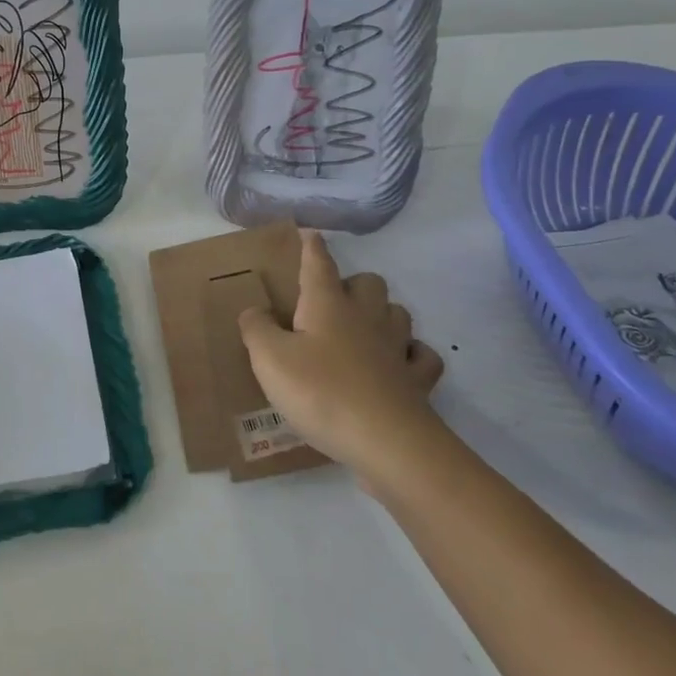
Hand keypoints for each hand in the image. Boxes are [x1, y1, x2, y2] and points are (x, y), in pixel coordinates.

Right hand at [238, 231, 443, 494]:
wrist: (383, 440)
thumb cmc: (319, 392)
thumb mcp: (269, 359)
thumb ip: (256, 329)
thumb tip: (254, 310)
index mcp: (327, 305)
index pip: (319, 264)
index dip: (313, 248)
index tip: (311, 234)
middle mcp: (366, 316)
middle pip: (368, 282)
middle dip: (352, 284)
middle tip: (331, 304)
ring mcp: (397, 347)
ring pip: (398, 313)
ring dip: (382, 315)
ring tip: (363, 331)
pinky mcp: (417, 380)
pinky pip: (421, 356)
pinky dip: (411, 355)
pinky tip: (399, 364)